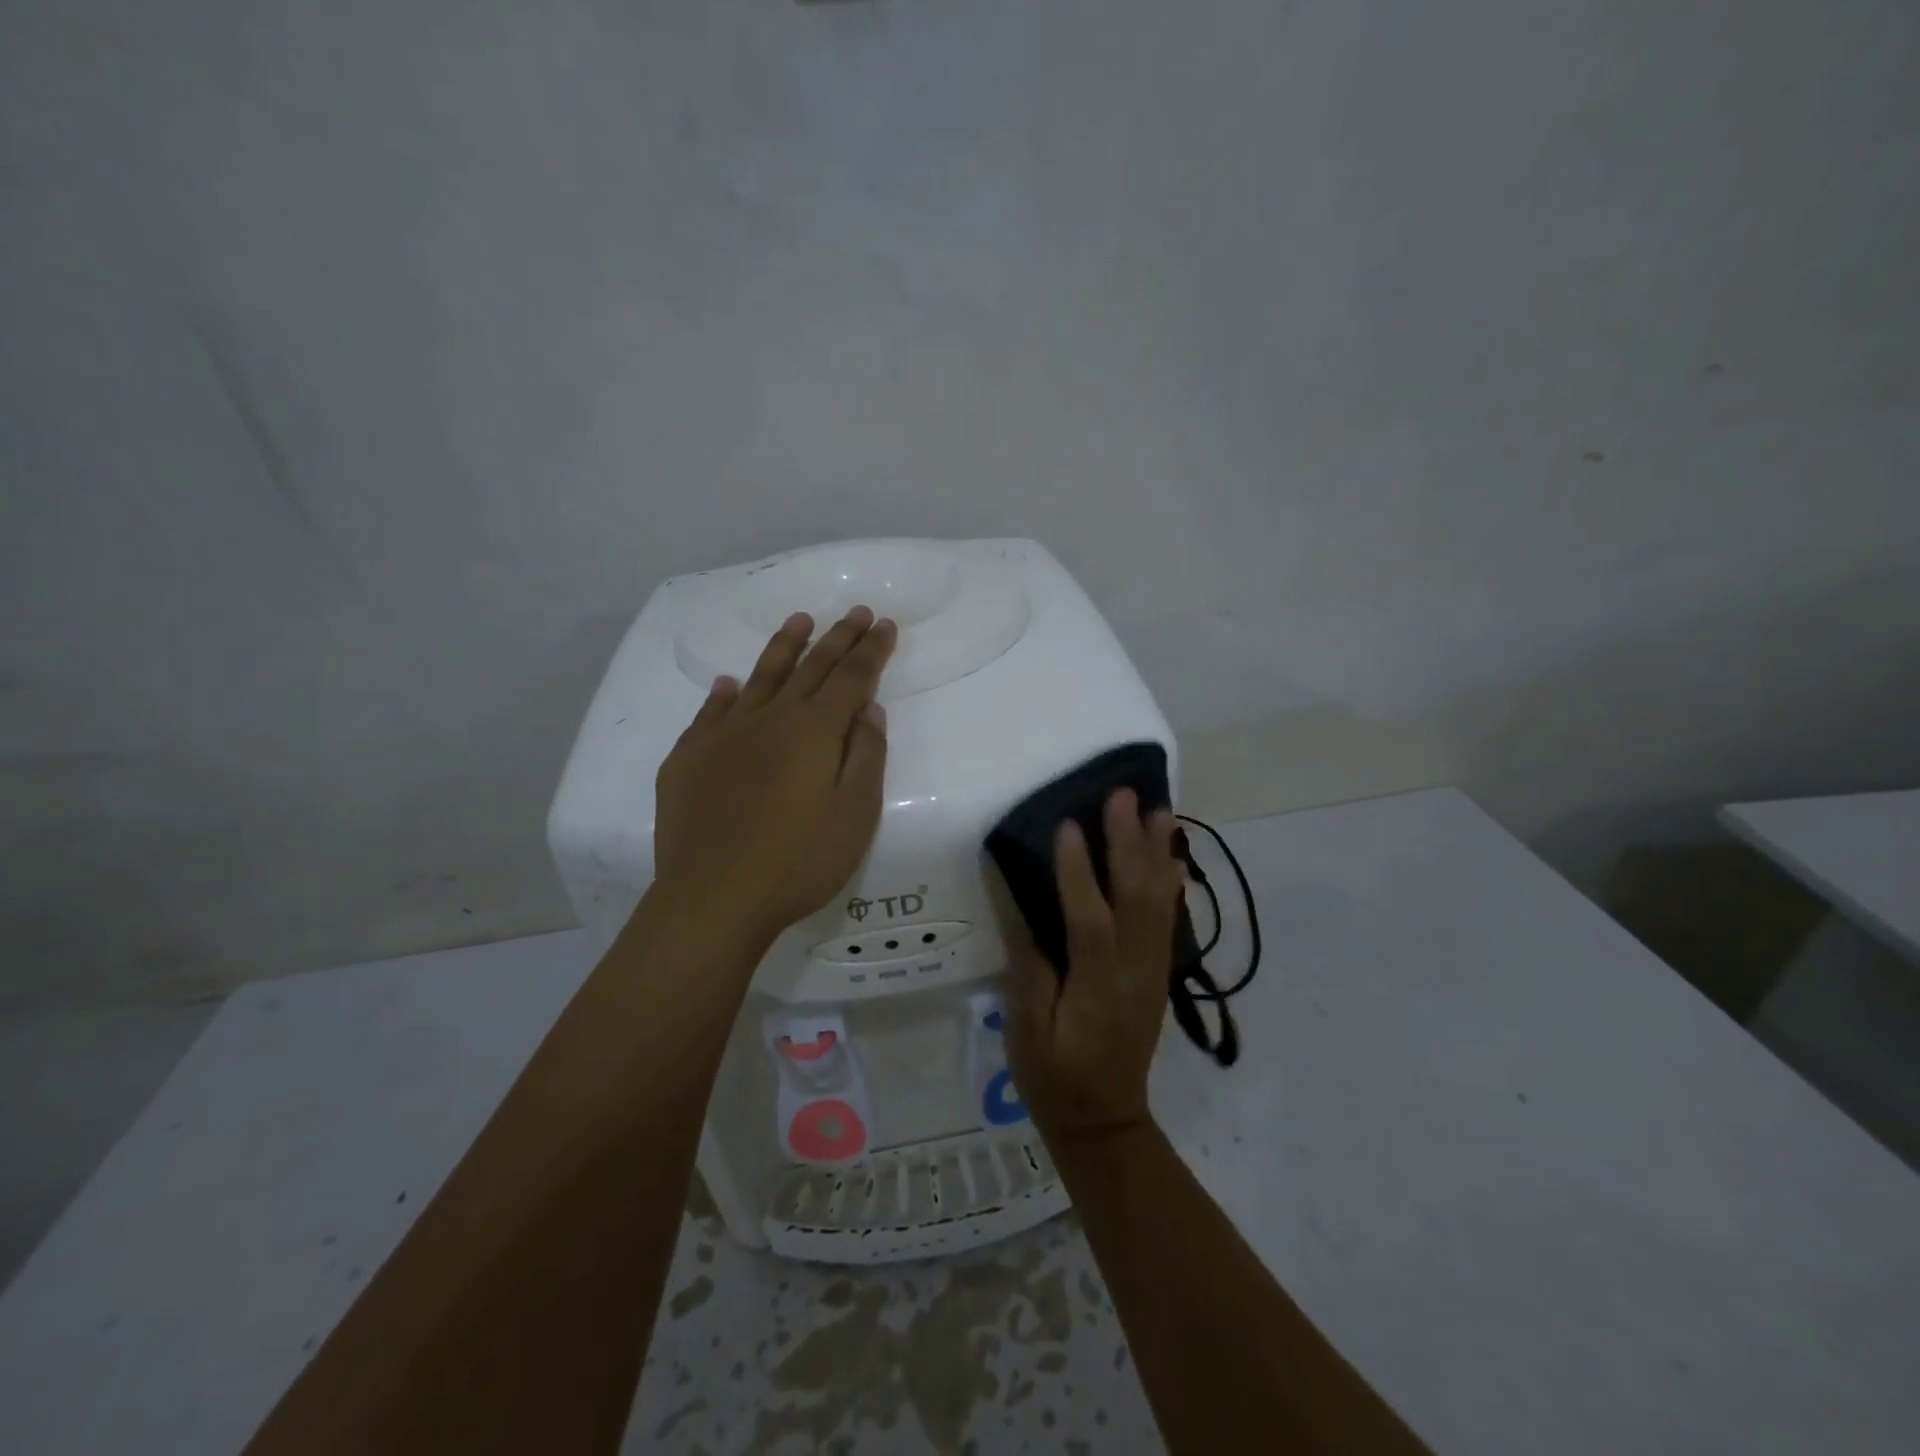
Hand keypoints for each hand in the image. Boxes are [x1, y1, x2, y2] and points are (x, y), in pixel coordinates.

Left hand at [652, 606, 896, 940]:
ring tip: (799, 621)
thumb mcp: (855, 814)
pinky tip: (730, 684)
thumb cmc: (799, 861)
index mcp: (814, 730)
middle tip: (854, 612)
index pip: (851, 677)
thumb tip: (867, 709)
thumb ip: (866, 755)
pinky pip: (711, 712)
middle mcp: (770, 719)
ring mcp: (724, 734)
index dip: (870, 650)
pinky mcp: (689, 757)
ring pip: (760, 677)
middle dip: (837, 638)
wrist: (714, 896)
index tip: (883, 624)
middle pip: (810, 667)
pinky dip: (725, 693)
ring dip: (784, 647)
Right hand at [1000, 789, 1184, 1144]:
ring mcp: (1151, 971)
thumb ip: (1028, 963)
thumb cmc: (1055, 1076)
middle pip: (1136, 899)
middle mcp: (1133, 971)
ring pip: (1159, 903)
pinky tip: (1172, 859)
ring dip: (1159, 854)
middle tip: (1125, 796)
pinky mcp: (1156, 973)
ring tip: (1160, 811)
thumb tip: (1016, 903)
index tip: (1068, 825)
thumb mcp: (1028, 1028)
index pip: (1090, 921)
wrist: (1106, 1122)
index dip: (1079, 873)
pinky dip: (1170, 884)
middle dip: (1129, 844)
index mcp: (1096, 987)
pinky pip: (1166, 921)